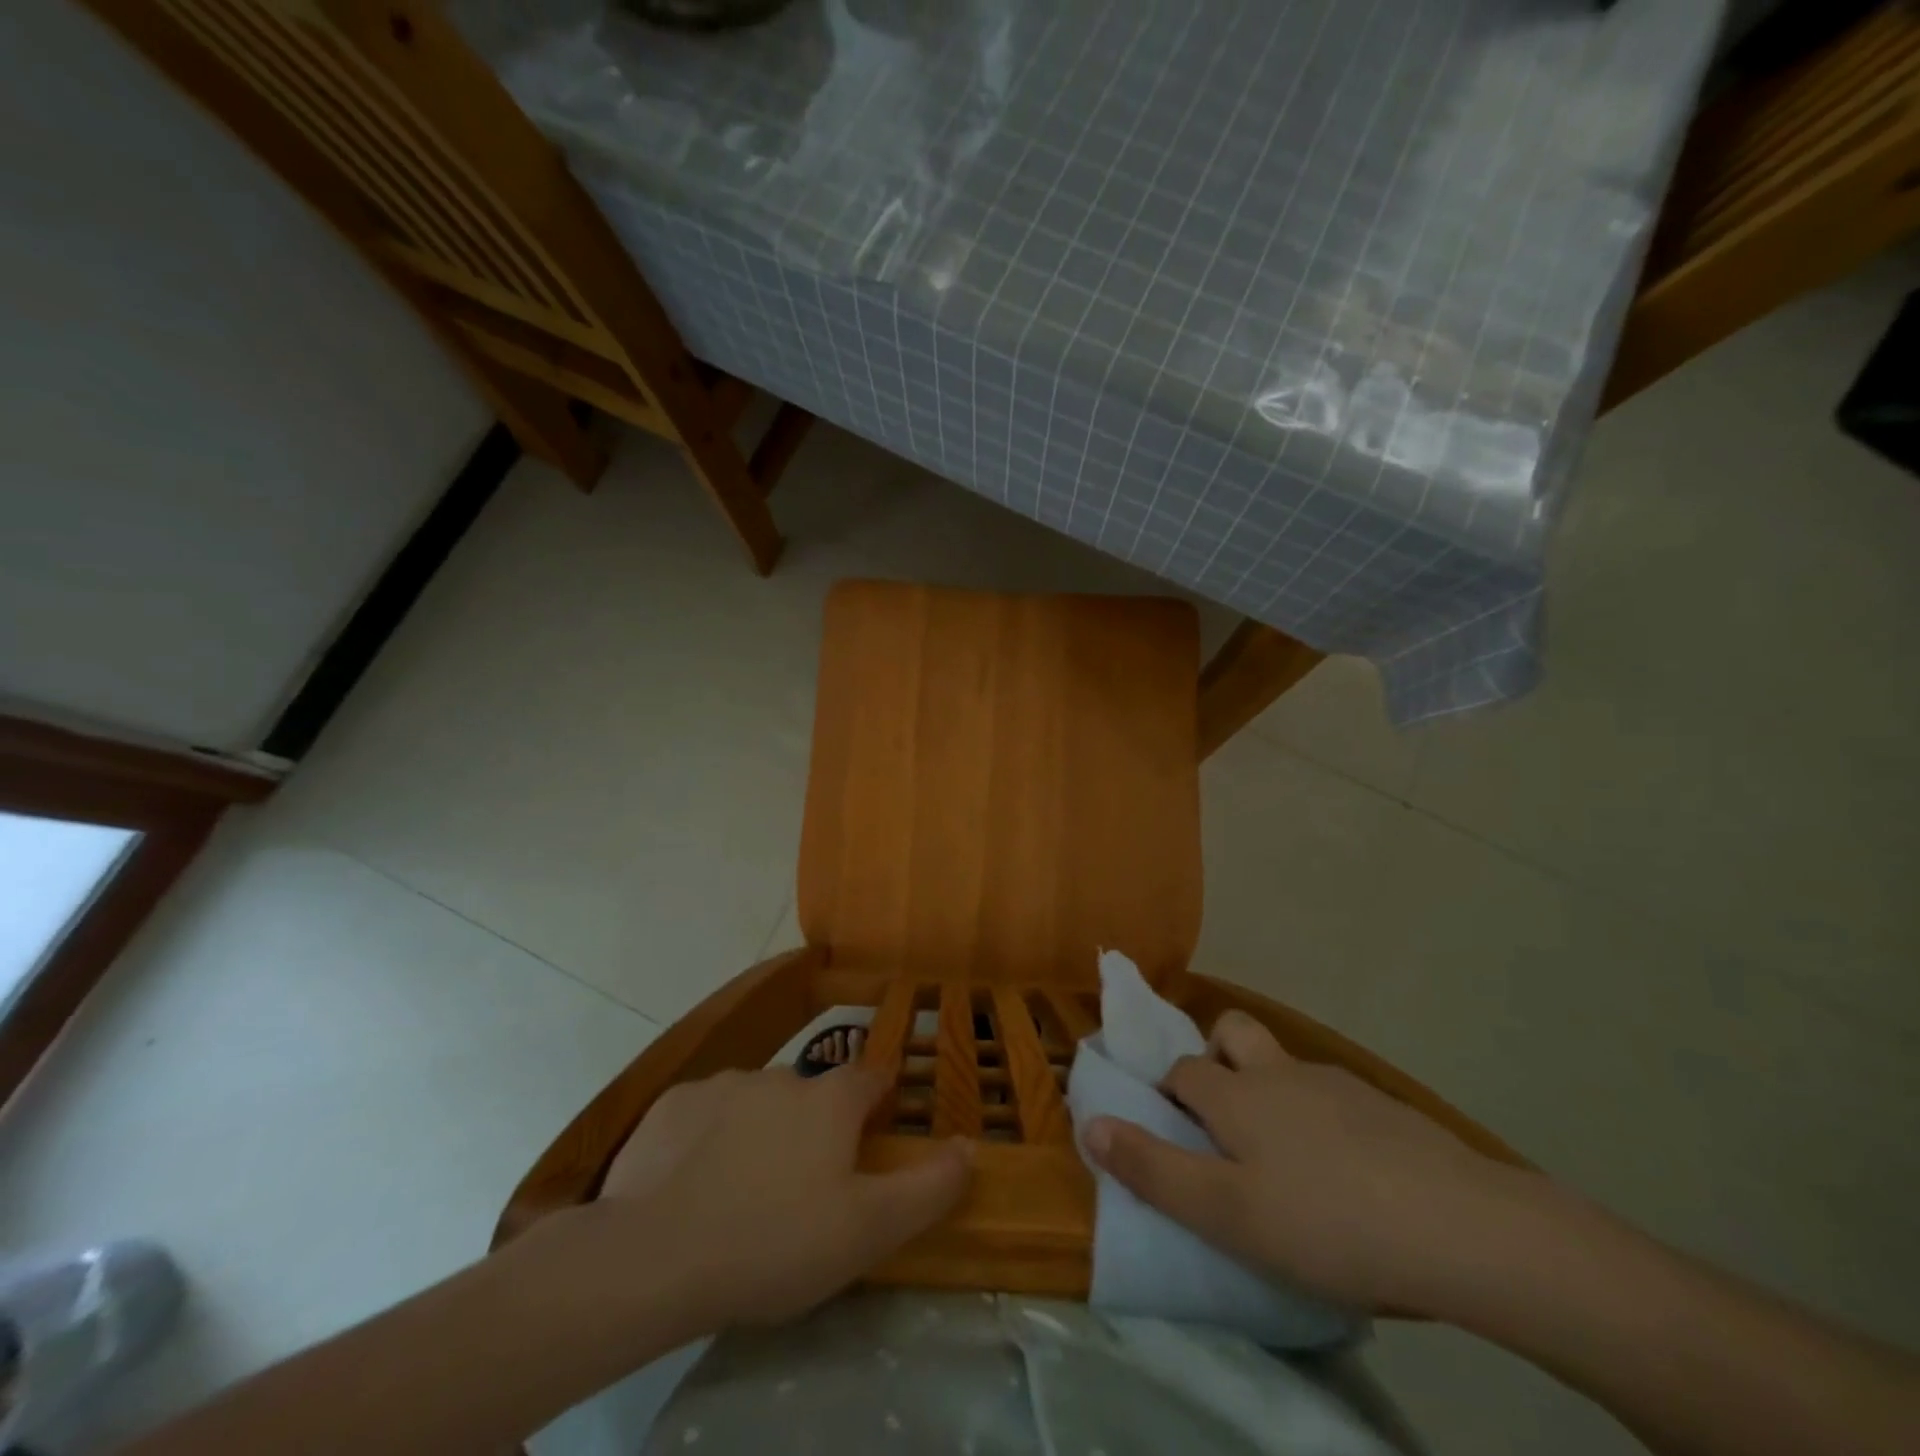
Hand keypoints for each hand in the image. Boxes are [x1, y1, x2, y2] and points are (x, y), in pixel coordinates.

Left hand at [600, 1064, 971, 1326]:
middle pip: (811, 1095)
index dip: (877, 1101)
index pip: (871, 1079)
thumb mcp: (869, 1230)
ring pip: (756, 1102)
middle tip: (802, 1187)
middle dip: (814, 1128)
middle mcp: (781, 1076)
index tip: (873, 1133)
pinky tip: (693, 1184)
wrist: (654, 1256)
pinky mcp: (673, 1105)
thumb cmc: (776, 1241)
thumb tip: (970, 1145)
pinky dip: (707, 1139)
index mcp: (830, 1099)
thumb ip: (929, 1186)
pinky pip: (703, 1115)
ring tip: (743, 1192)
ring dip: (760, 1131)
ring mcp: (723, 1084)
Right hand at [1083, 1011, 1535, 1311]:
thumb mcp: (1225, 1213)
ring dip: (1271, 1089)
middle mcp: (1280, 1073)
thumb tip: (1089, 1122)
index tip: (1170, 1129)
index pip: (1182, 1070)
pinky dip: (1323, 1118)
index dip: (1167, 1092)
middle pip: (1235, 1032)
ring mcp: (1338, 1085)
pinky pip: (1335, 1097)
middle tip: (1223, 1119)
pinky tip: (1347, 1175)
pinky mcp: (1387, 1109)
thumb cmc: (1325, 1222)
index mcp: (1237, 1095)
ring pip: (1287, 1065)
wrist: (1463, 1230)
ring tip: (1287, 1160)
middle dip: (1217, 1056)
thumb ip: (1152, 1168)